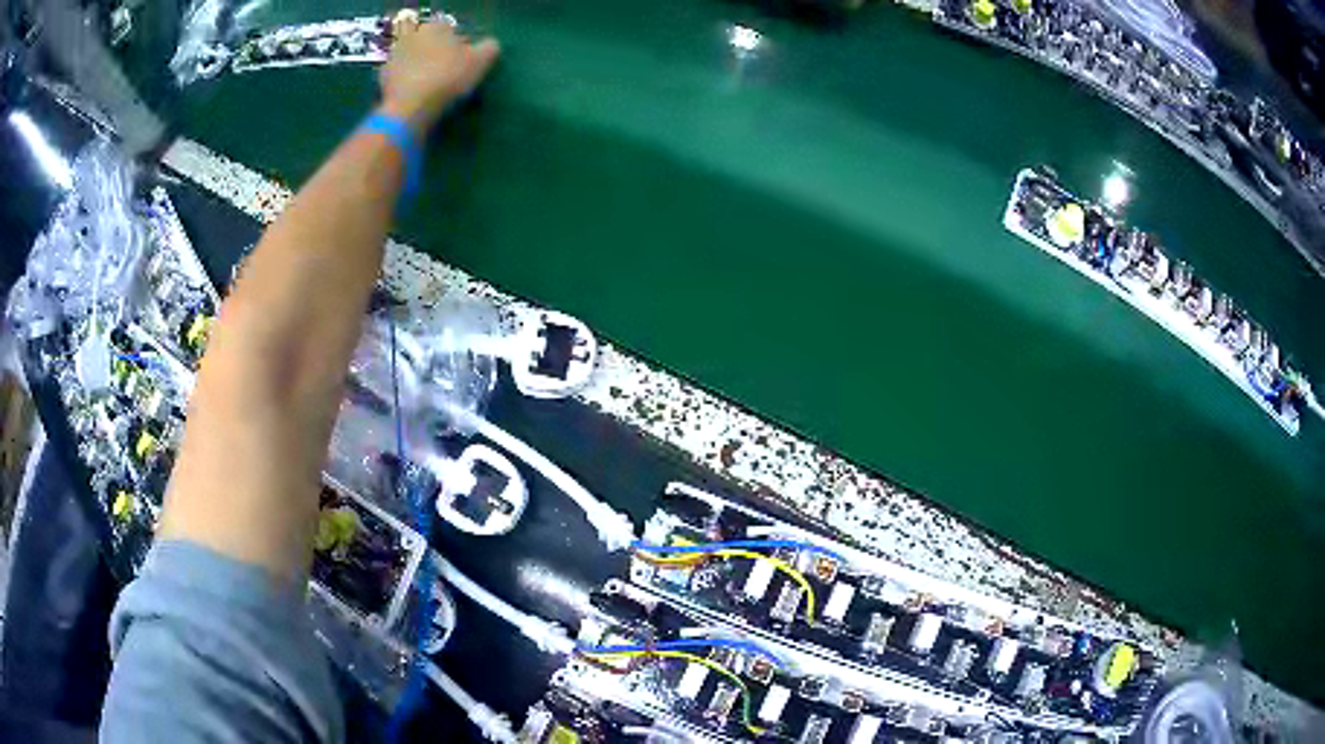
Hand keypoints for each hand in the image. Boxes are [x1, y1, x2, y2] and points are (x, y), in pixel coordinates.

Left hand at [378, 12, 499, 134]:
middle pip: (426, 39)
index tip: (461, 58)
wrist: (410, 106)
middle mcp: (412, 35)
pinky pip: (397, 73)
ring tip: (427, 81)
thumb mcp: (480, 61)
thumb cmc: (448, 77)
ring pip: (410, 55)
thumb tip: (490, 44)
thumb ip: (489, 47)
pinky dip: (404, 79)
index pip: (449, 28)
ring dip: (417, 63)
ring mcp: (394, 54)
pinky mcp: (382, 76)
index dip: (457, 42)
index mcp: (436, 27)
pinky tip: (412, 91)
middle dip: (433, 50)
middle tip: (443, 69)